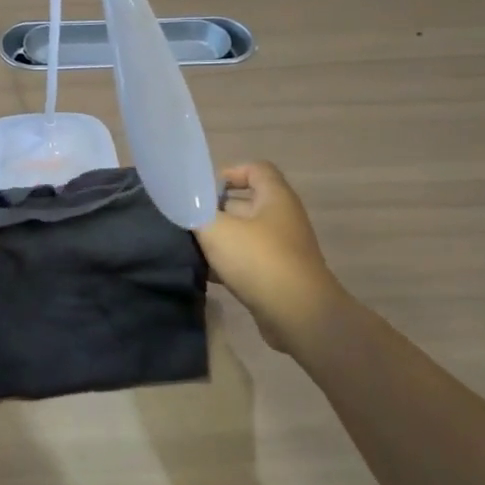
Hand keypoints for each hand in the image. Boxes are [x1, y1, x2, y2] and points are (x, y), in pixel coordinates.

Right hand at [197, 162, 346, 352]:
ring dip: (220, 240)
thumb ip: (196, 213)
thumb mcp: (218, 230)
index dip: (228, 173)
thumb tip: (185, 205)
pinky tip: (206, 274)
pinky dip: (228, 265)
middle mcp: (282, 219)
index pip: (255, 169)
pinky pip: (249, 261)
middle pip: (246, 204)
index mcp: (275, 198)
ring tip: (191, 248)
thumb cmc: (259, 261)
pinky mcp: (278, 276)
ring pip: (244, 235)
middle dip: (216, 211)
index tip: (202, 191)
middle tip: (188, 221)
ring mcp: (283, 249)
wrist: (299, 315)